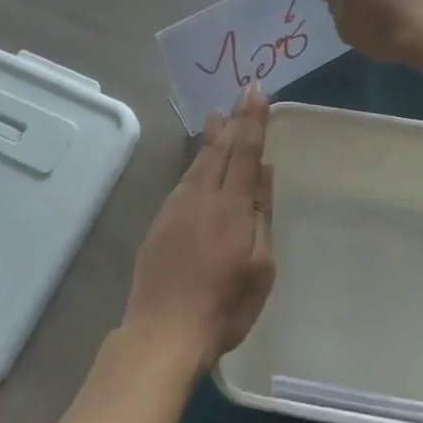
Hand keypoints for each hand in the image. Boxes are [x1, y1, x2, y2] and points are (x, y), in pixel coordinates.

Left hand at [123, 84, 275, 369]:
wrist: (162, 332)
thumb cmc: (224, 307)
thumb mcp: (260, 267)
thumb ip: (261, 216)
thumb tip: (263, 174)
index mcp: (230, 207)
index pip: (245, 151)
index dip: (253, 119)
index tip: (256, 90)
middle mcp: (200, 197)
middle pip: (219, 150)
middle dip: (232, 122)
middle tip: (237, 96)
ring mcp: (175, 209)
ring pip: (197, 164)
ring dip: (211, 140)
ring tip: (218, 120)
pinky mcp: (159, 224)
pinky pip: (183, 183)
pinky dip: (196, 165)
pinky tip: (199, 166)